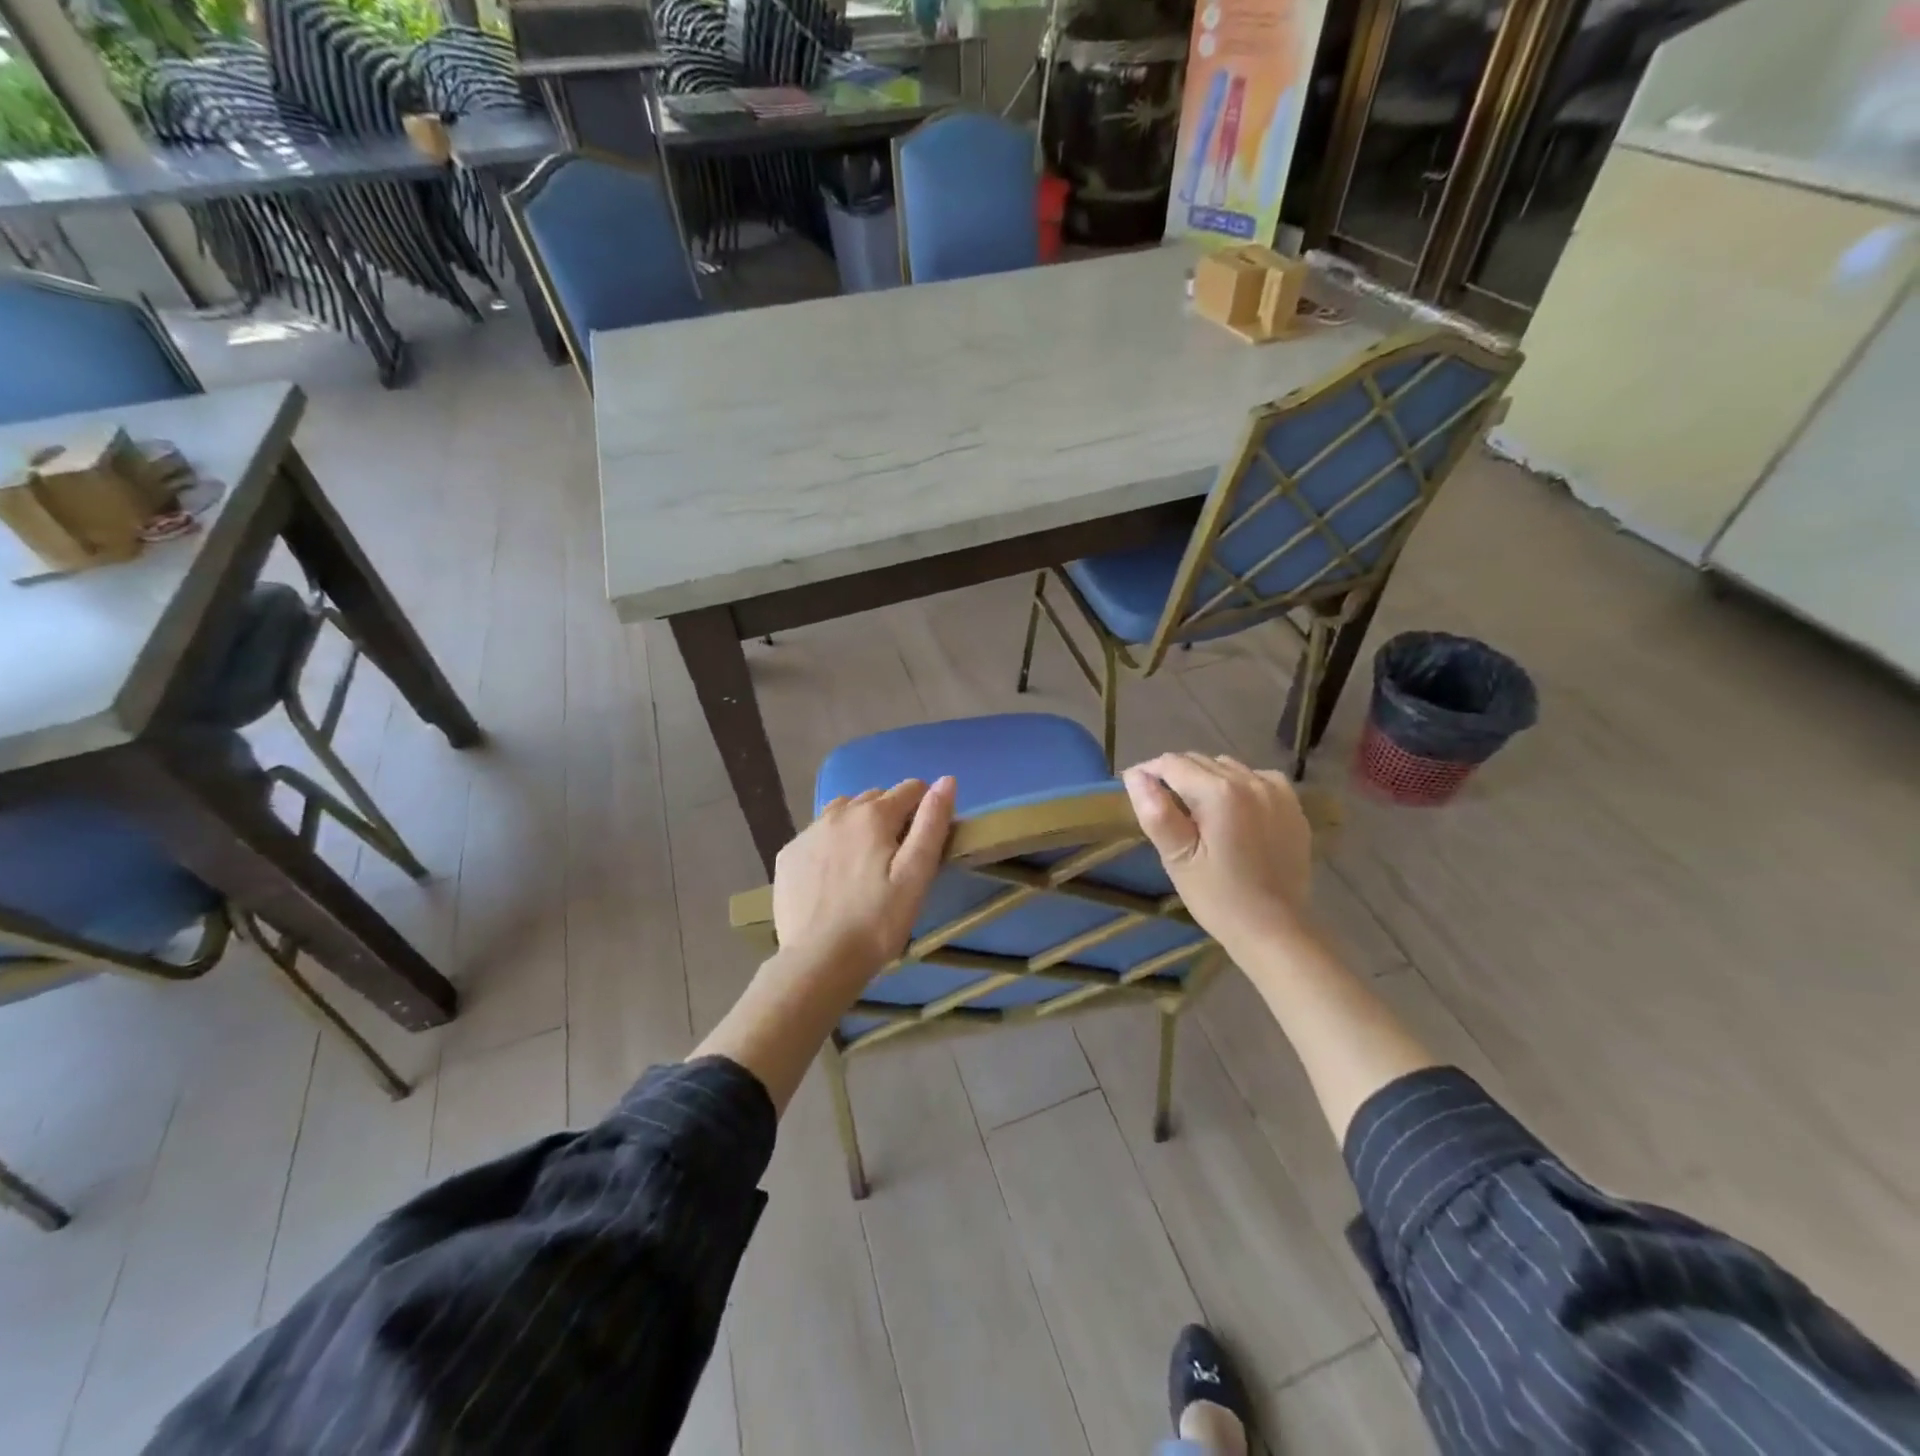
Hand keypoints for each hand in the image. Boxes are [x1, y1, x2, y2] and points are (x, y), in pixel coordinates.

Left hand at [772, 776, 956, 982]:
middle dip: (891, 816)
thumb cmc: (878, 921)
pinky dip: (831, 844)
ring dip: (858, 824)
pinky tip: (834, 877)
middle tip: (896, 858)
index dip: (924, 808)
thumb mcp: (916, 874)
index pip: (911, 789)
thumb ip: (932, 823)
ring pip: (842, 812)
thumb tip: (947, 779)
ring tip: (864, 863)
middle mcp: (838, 813)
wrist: (819, 961)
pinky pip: (817, 835)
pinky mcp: (788, 855)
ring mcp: (809, 832)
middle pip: (875, 798)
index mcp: (873, 815)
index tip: (925, 840)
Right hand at [1121, 753, 1312, 954]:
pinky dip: (1238, 785)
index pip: (1171, 764)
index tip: (1137, 791)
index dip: (1148, 773)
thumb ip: (1155, 812)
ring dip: (1206, 778)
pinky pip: (1255, 777)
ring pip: (1226, 766)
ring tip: (1198, 810)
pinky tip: (1233, 811)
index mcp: (1218, 793)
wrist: (1275, 929)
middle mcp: (1250, 781)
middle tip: (1165, 807)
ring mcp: (1275, 791)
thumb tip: (1135, 775)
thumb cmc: (1218, 897)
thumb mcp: (1177, 858)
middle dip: (1176, 776)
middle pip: (1199, 761)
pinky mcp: (1291, 804)